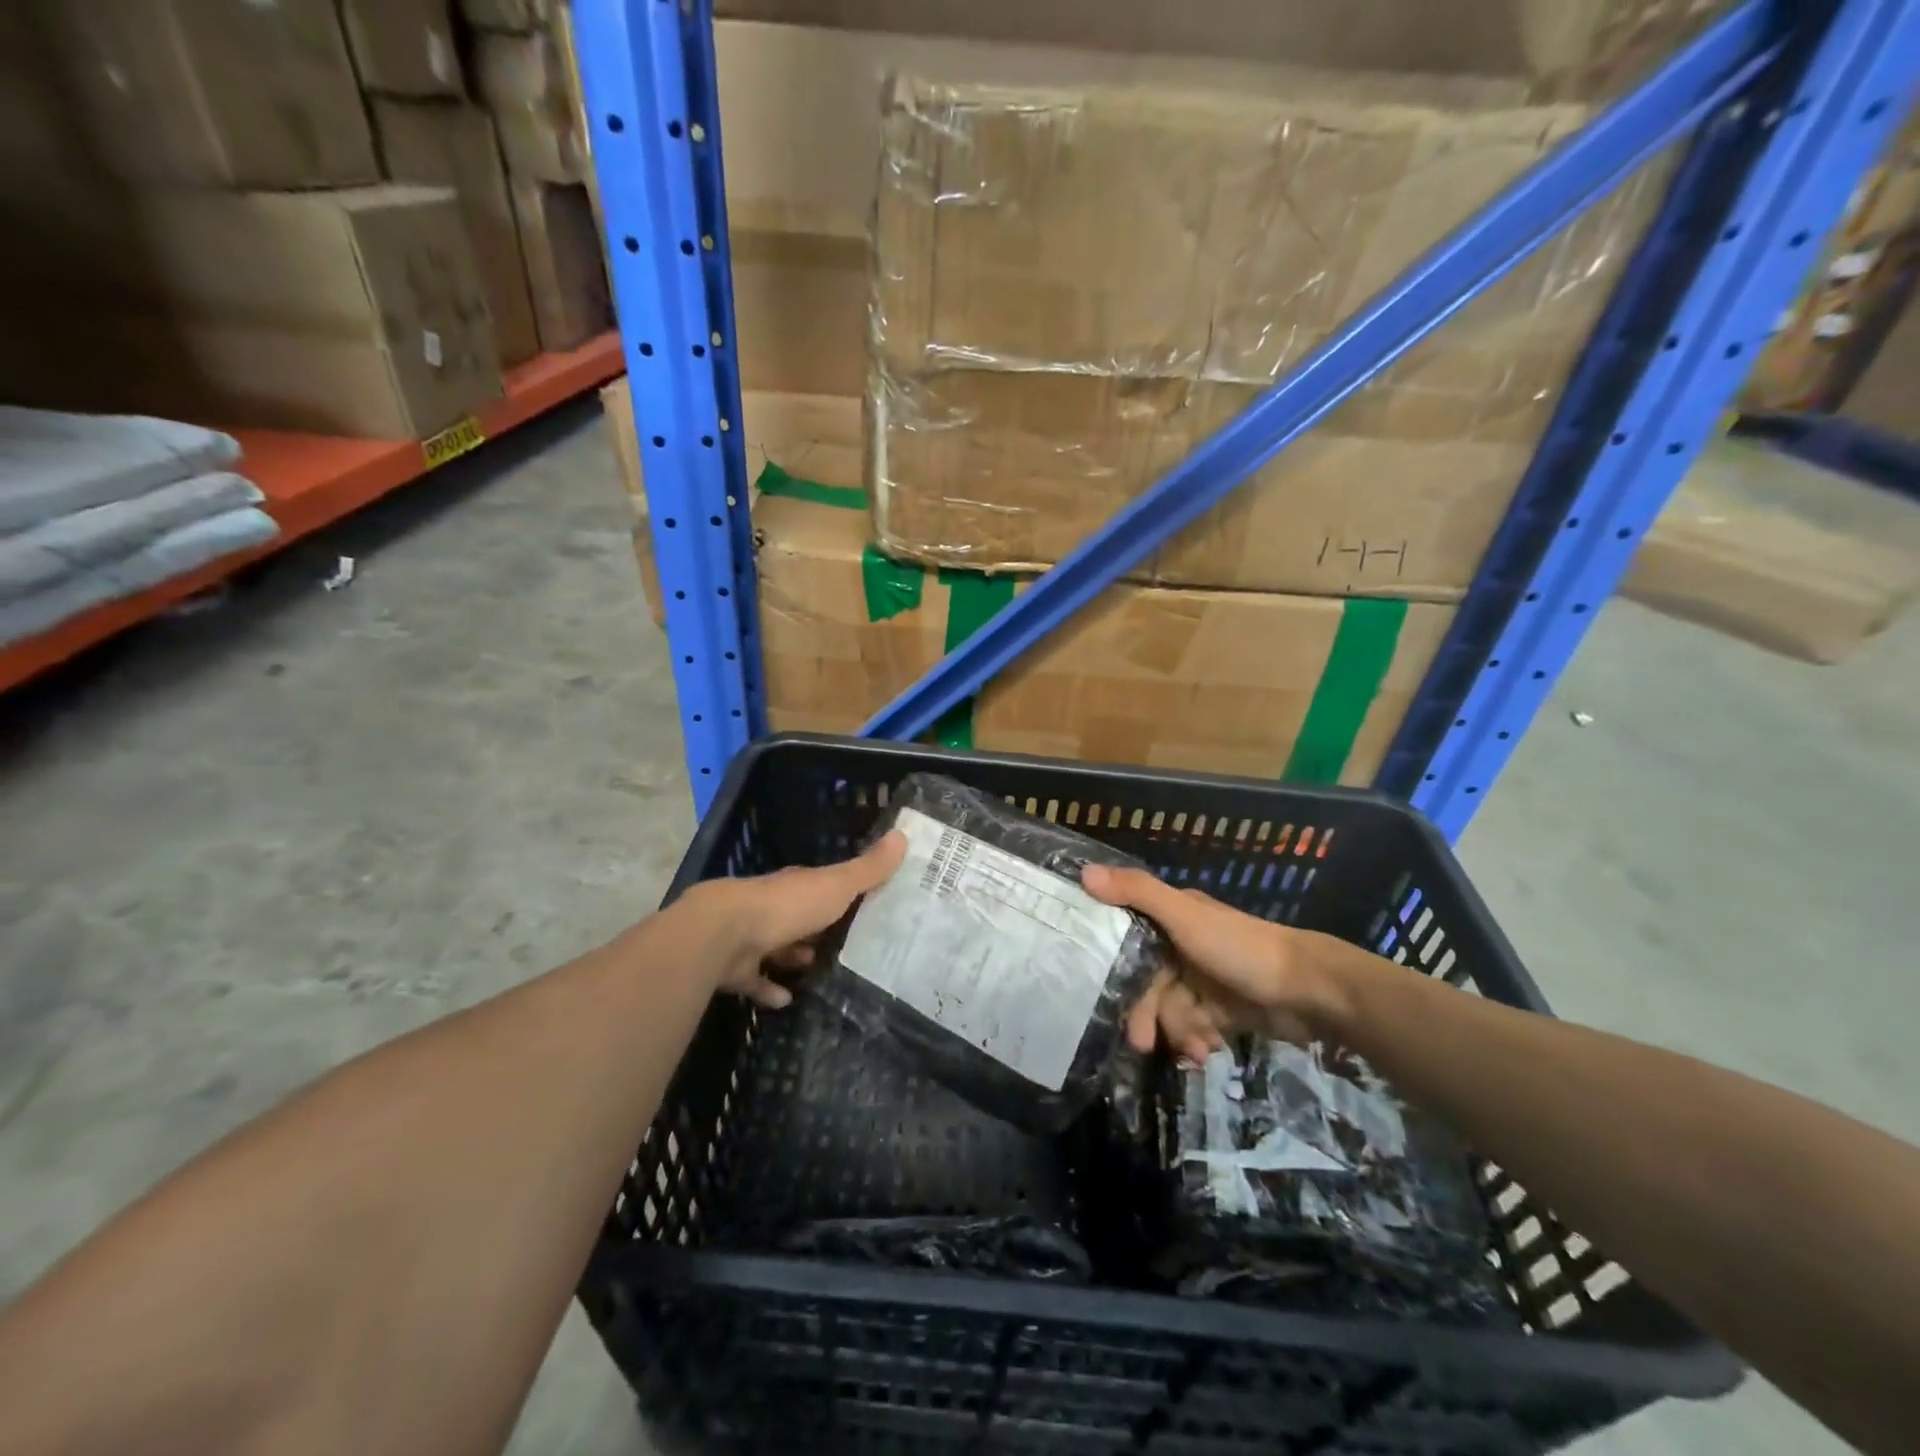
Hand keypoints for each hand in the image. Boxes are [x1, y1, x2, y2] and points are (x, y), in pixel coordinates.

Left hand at [682, 832, 906, 1007]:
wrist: (725, 933)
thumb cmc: (787, 905)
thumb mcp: (836, 885)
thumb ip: (869, 869)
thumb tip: (903, 835)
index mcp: (797, 887)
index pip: (821, 887)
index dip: (841, 894)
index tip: (864, 904)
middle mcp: (773, 908)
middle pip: (799, 917)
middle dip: (817, 929)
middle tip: (846, 944)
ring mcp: (751, 937)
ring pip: (777, 946)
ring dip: (794, 956)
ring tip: (818, 969)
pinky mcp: (736, 969)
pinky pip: (756, 980)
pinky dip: (769, 990)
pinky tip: (787, 1000)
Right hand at [1081, 865, 1336, 1060]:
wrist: (1311, 991)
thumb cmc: (1241, 948)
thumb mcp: (1185, 916)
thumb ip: (1138, 893)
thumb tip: (1084, 873)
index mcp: (1171, 918)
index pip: (1127, 942)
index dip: (1115, 970)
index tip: (1102, 996)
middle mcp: (1182, 945)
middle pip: (1147, 983)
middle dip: (1147, 1014)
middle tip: (1143, 1044)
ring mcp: (1202, 979)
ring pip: (1169, 1010)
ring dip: (1177, 1032)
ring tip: (1195, 1048)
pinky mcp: (1221, 1009)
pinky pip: (1193, 1027)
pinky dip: (1197, 1040)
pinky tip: (1208, 1051)